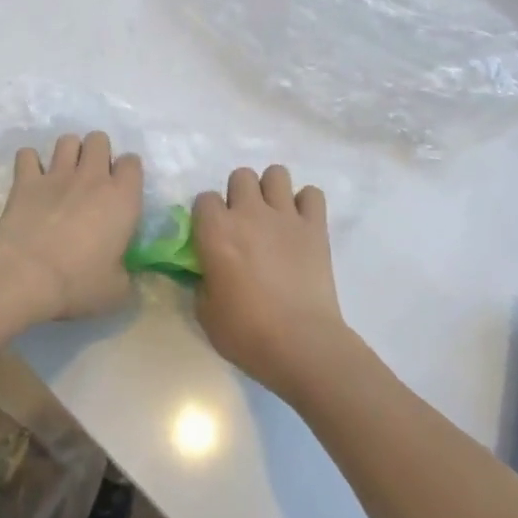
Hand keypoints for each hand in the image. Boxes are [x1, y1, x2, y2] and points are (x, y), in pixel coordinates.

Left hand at [0, 132, 142, 322]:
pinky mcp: (25, 180)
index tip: (122, 189)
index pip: (133, 162)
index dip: (128, 172)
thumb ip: (126, 277)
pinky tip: (32, 178)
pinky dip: (30, 162)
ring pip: (67, 140)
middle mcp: (92, 177)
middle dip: (98, 152)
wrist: (25, 276)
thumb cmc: (77, 283)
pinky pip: (27, 154)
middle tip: (92, 178)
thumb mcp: (116, 292)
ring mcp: (57, 174)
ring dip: (68, 152)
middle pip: (99, 139)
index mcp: (122, 198)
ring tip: (64, 173)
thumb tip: (124, 275)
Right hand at [193, 165, 354, 399]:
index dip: (206, 216)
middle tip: (243, 224)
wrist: (301, 343)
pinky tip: (300, 224)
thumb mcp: (205, 312)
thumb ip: (202, 280)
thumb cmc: (246, 332)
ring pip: (276, 173)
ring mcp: (285, 216)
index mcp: (216, 231)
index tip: (211, 236)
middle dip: (239, 195)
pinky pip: (312, 194)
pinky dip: (306, 204)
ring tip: (272, 216)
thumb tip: (208, 270)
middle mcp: (249, 213)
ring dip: (271, 190)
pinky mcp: (315, 226)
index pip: (204, 198)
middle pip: (241, 176)